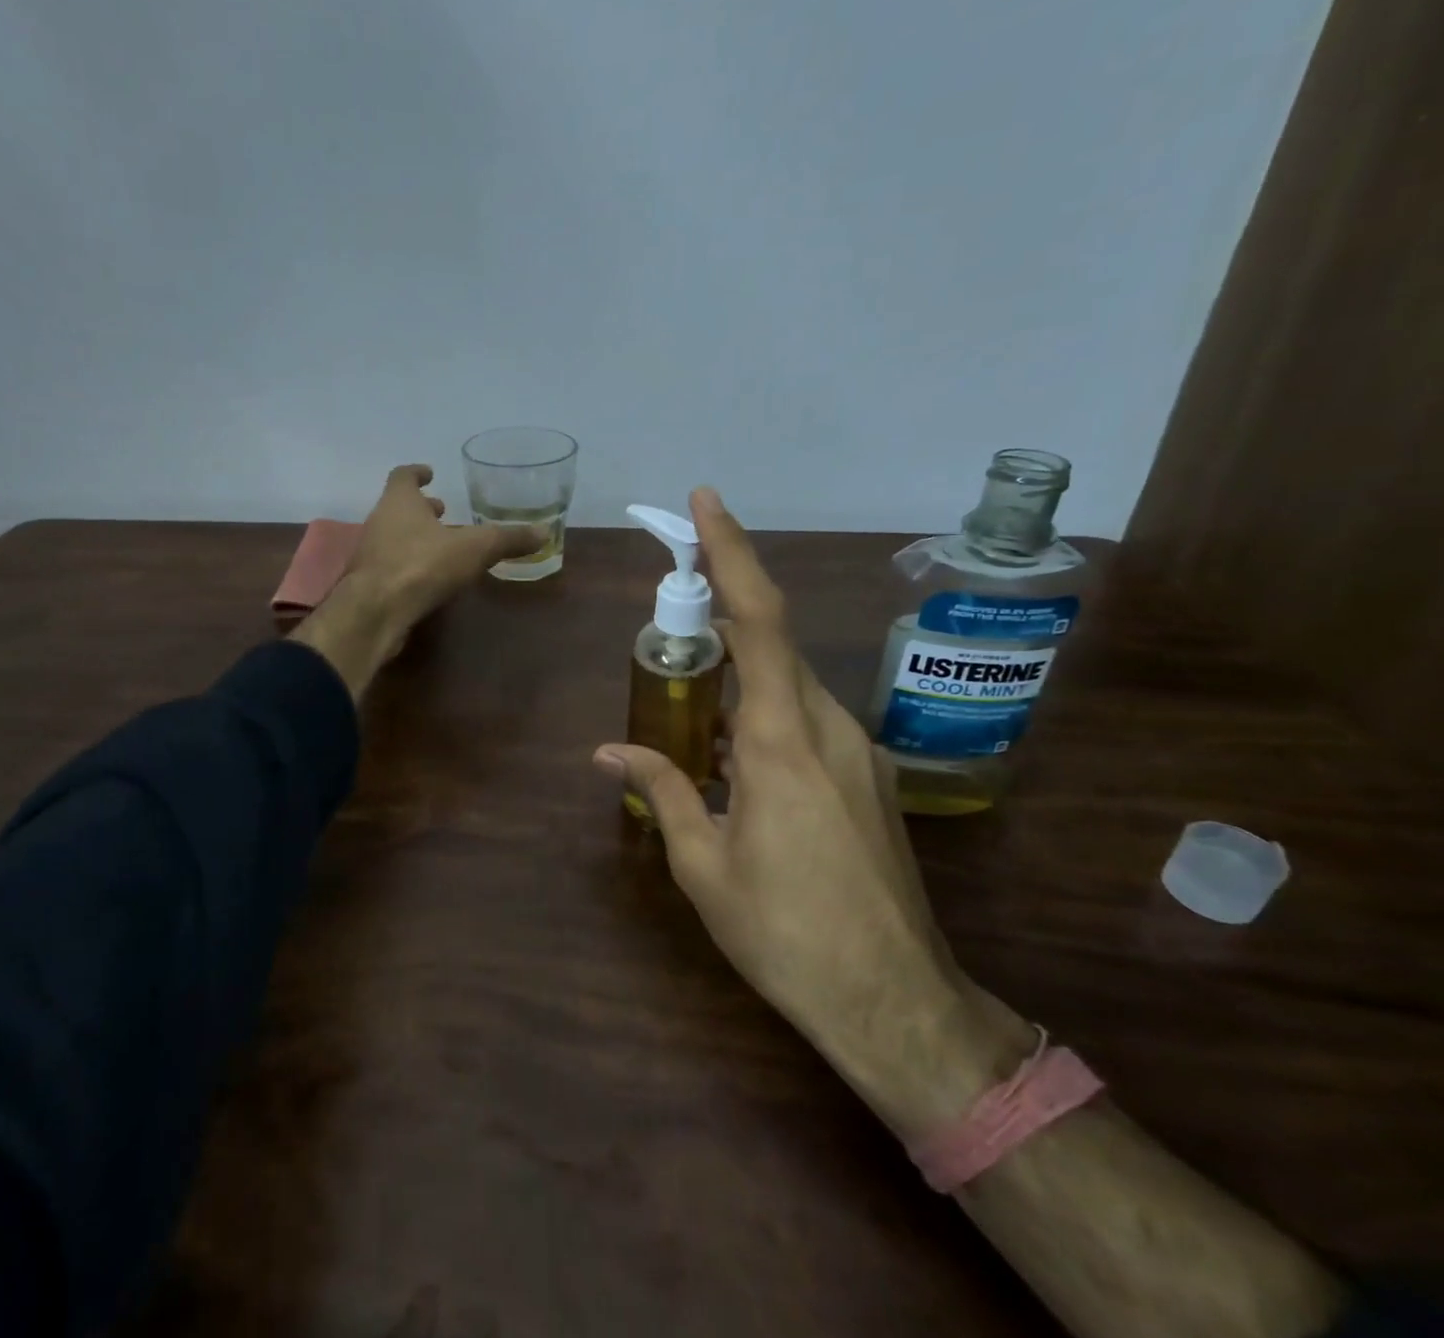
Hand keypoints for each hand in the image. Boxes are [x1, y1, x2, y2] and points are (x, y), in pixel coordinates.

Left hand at [294, 465, 542, 699]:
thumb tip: (544, 532)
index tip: (429, 473)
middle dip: (421, 508)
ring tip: (442, 545)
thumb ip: (507, 539)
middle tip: (442, 511)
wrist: (376, 611)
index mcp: (399, 502)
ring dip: (416, 537)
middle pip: (399, 507)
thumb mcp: (475, 548)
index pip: (403, 476)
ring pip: (394, 537)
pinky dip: (410, 564)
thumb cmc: (422, 565)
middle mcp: (380, 521)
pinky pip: (392, 566)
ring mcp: (370, 554)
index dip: (417, 473)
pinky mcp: (369, 584)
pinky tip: (429, 578)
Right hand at [591, 488, 1005, 1130]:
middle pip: (771, 641)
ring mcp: (857, 749)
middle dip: (720, 617)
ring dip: (739, 676)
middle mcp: (826, 726)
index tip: (706, 503)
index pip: (757, 619)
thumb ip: (662, 788)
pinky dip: (763, 712)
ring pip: (789, 682)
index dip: (731, 553)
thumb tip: (608, 751)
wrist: (896, 1002)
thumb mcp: (703, 865)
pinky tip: (735, 760)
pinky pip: (807, 717)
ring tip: (691, 713)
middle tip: (669, 627)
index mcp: (779, 739)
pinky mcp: (868, 775)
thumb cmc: (786, 933)